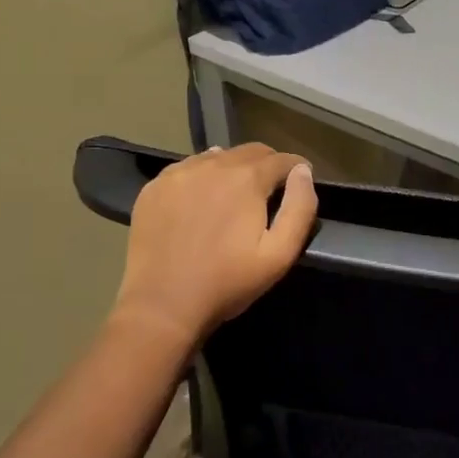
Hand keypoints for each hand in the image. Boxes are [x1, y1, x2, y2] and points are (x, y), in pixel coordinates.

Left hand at [109, 144, 318, 349]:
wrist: (162, 305)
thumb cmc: (227, 283)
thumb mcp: (279, 255)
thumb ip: (299, 208)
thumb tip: (303, 172)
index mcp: (247, 178)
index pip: (282, 159)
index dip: (297, 169)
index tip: (302, 182)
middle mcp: (213, 164)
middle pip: (250, 152)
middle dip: (268, 165)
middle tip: (271, 191)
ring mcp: (179, 172)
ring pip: (218, 157)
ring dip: (234, 168)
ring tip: (235, 196)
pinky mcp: (155, 186)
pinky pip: (187, 168)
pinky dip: (202, 177)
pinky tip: (201, 201)